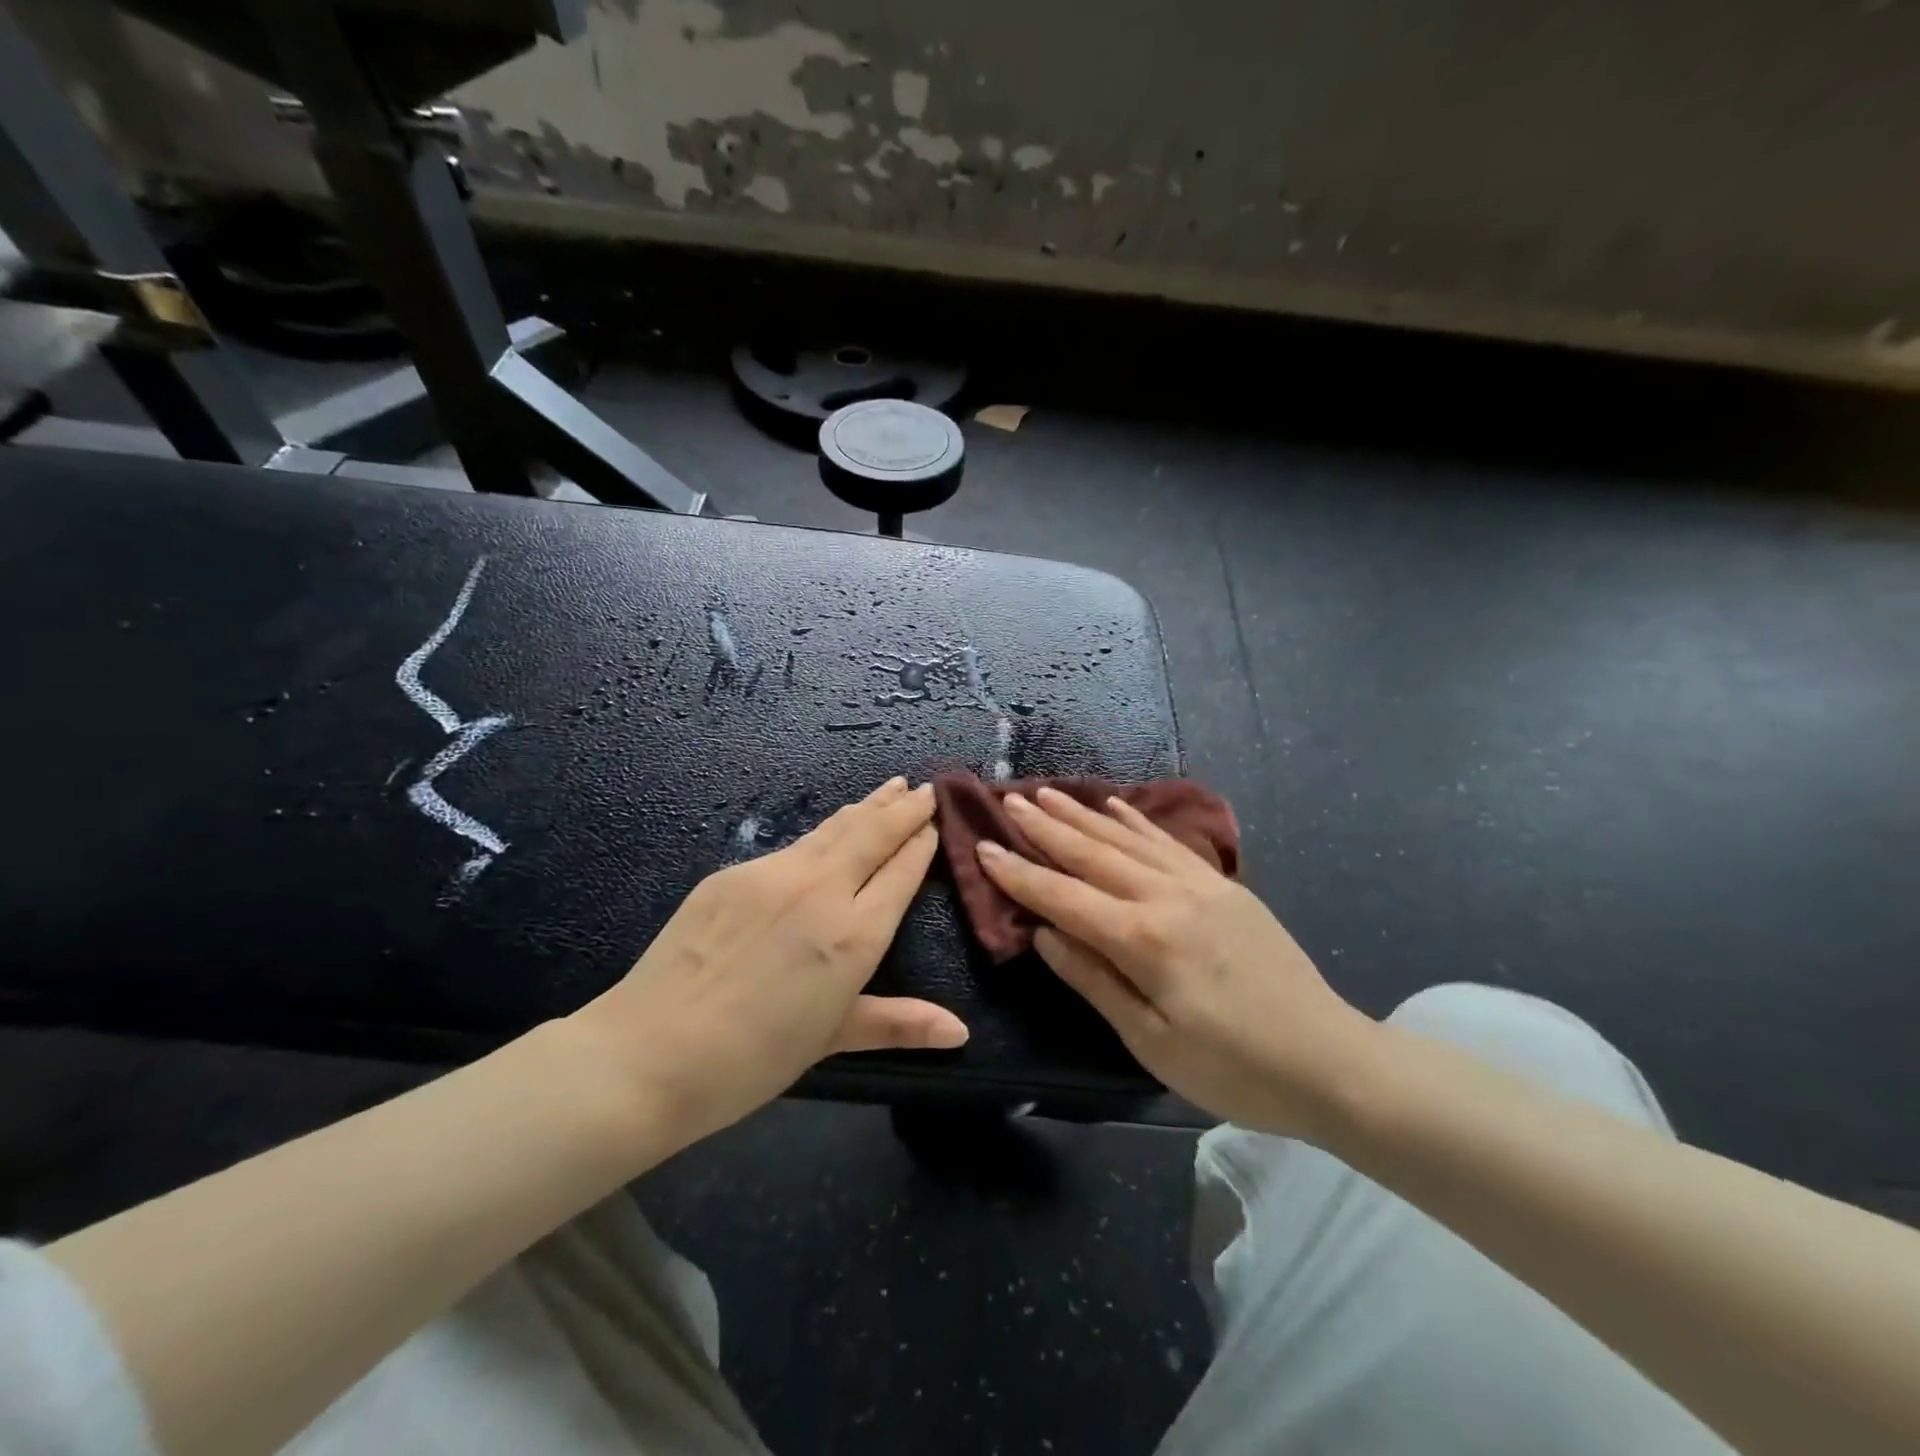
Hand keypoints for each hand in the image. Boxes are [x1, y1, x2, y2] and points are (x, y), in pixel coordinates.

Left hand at [572, 778, 967, 1144]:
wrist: (650, 1053)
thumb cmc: (753, 1059)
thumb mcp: (832, 1039)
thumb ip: (899, 1023)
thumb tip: (960, 1033)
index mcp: (854, 935)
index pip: (902, 871)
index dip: (923, 842)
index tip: (938, 821)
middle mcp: (821, 890)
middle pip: (873, 833)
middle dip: (904, 808)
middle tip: (925, 788)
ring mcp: (773, 874)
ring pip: (834, 828)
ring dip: (866, 806)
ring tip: (889, 787)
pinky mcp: (734, 872)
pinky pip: (792, 846)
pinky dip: (823, 833)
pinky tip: (827, 831)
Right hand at [975, 786, 1377, 1137]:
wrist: (1332, 1061)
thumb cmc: (1233, 1068)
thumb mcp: (1151, 1041)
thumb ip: (1093, 980)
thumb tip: (1043, 934)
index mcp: (1143, 939)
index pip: (1063, 896)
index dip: (1020, 873)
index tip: (983, 846)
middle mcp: (1167, 896)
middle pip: (1092, 854)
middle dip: (1046, 828)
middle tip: (1009, 801)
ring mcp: (1200, 884)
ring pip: (1127, 838)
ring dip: (1084, 815)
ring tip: (1049, 793)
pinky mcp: (1225, 886)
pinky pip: (1169, 842)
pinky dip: (1137, 821)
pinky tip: (1116, 805)